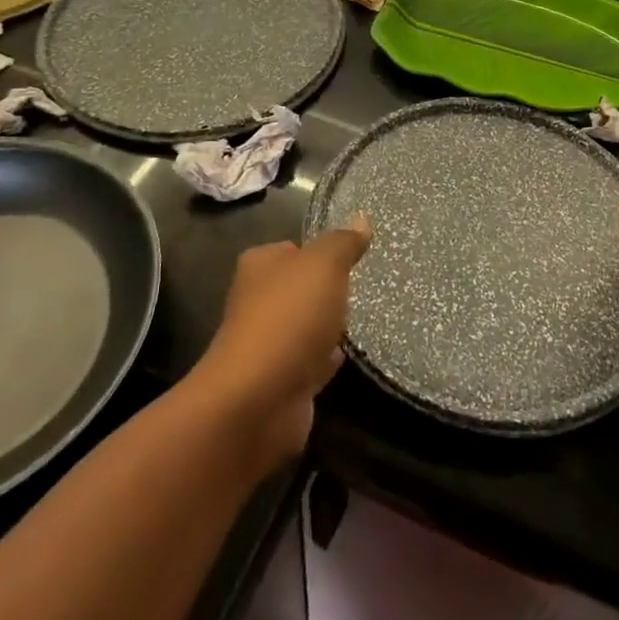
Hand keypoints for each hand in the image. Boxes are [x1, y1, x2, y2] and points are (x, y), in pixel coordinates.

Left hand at [191, 215, 370, 472]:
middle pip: (298, 287)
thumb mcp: (324, 266)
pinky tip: (346, 355)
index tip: (350, 257)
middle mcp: (257, 301)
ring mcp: (266, 344)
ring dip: (325, 325)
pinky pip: (309, 361)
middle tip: (360, 287)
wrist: (258, 401)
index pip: (292, 248)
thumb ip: (343, 243)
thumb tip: (361, 217)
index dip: (318, 251)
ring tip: (359, 319)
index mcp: (259, 266)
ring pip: (304, 325)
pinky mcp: (279, 381)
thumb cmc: (288, 319)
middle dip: (324, 290)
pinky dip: (325, 359)